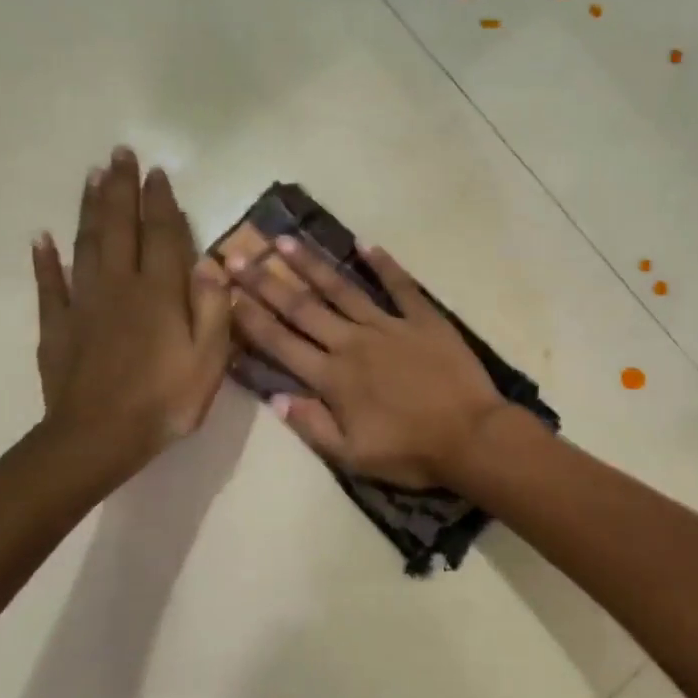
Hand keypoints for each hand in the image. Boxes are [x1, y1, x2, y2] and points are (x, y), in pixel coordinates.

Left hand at [31, 148, 229, 487]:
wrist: (99, 437)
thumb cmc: (166, 401)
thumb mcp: (210, 360)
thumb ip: (213, 309)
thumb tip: (211, 263)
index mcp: (160, 293)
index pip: (163, 235)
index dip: (162, 202)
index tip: (158, 172)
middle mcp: (120, 286)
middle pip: (120, 227)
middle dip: (121, 189)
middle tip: (120, 154)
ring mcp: (83, 304)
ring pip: (86, 244)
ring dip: (90, 208)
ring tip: (93, 176)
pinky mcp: (58, 326)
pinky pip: (49, 285)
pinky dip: (45, 259)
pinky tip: (42, 238)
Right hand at [227, 235, 509, 488]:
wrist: (472, 437)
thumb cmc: (411, 453)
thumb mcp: (353, 456)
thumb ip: (312, 425)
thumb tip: (275, 398)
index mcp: (333, 378)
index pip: (281, 343)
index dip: (250, 319)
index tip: (226, 293)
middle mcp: (353, 343)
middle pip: (303, 309)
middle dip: (267, 283)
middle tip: (239, 256)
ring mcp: (390, 327)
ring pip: (343, 290)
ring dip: (313, 266)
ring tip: (287, 241)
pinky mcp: (424, 320)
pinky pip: (401, 286)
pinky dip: (384, 265)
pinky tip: (365, 245)